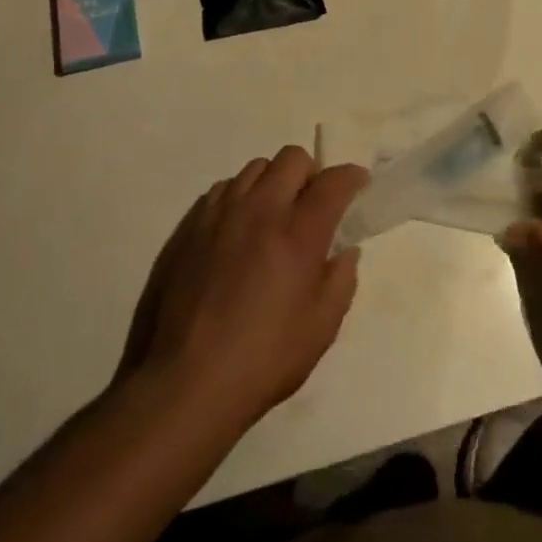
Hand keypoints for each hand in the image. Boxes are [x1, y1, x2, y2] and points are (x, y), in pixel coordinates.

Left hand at [118, 147, 368, 431]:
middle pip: (292, 158)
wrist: (183, 382)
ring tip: (271, 216)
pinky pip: (222, 189)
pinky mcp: (189, 225)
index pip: (332, 182)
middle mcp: (260, 209)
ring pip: (255, 168)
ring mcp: (220, 213)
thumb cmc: (263, 359)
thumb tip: (344, 251)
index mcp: (298, 232)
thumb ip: (340, 280)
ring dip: (272, 183)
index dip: (351, 176)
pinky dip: (239, 198)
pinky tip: (237, 231)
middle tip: (311, 204)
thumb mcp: (320, 328)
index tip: (358, 182)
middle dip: (310, 173)